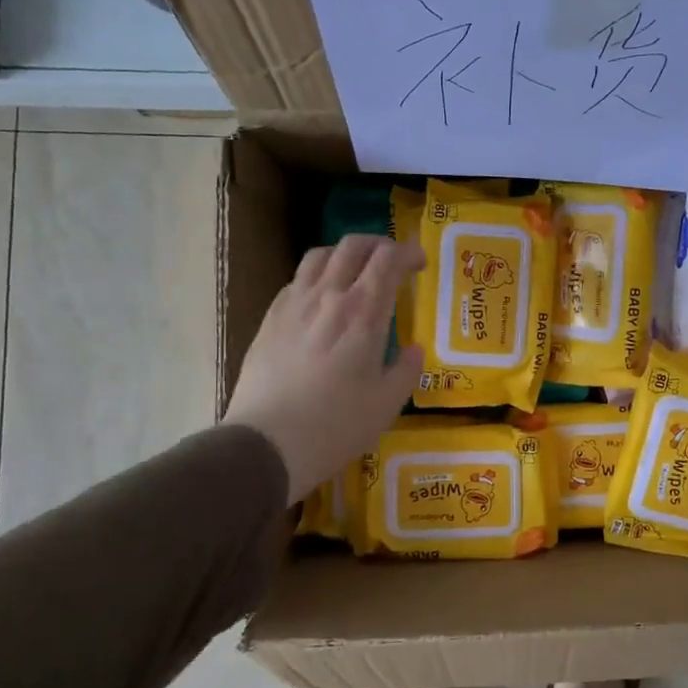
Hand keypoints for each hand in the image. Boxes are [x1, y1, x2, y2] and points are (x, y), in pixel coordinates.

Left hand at [222, 235, 424, 504]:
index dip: (408, 252)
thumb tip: (413, 350)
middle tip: (392, 260)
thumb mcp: (387, 404)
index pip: (388, 259)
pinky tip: (320, 300)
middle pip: (353, 246)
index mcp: (363, 313)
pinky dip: (316, 276)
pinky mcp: (269, 319)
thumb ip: (406, 371)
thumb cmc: (336, 425)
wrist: (267, 443)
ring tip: (355, 271)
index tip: (420, 262)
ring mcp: (293, 305)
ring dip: (344, 254)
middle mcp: (328, 297)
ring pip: (319, 256)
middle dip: (379, 244)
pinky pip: (296, 281)